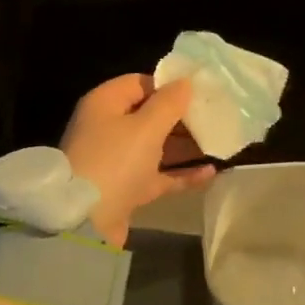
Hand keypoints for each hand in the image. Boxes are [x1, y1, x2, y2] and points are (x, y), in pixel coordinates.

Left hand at [61, 75, 215, 247]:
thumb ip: (169, 103)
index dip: (169, 86)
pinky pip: (158, 174)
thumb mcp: (146, 127)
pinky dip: (181, 173)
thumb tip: (185, 82)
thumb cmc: (115, 161)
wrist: (85, 222)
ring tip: (218, 143)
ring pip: (156, 146)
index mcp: (105, 103)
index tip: (199, 93)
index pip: (140, 83)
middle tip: (214, 119)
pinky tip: (211, 172)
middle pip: (149, 115)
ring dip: (184, 146)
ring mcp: (116, 160)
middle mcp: (108, 128)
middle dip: (181, 118)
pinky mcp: (126, 188)